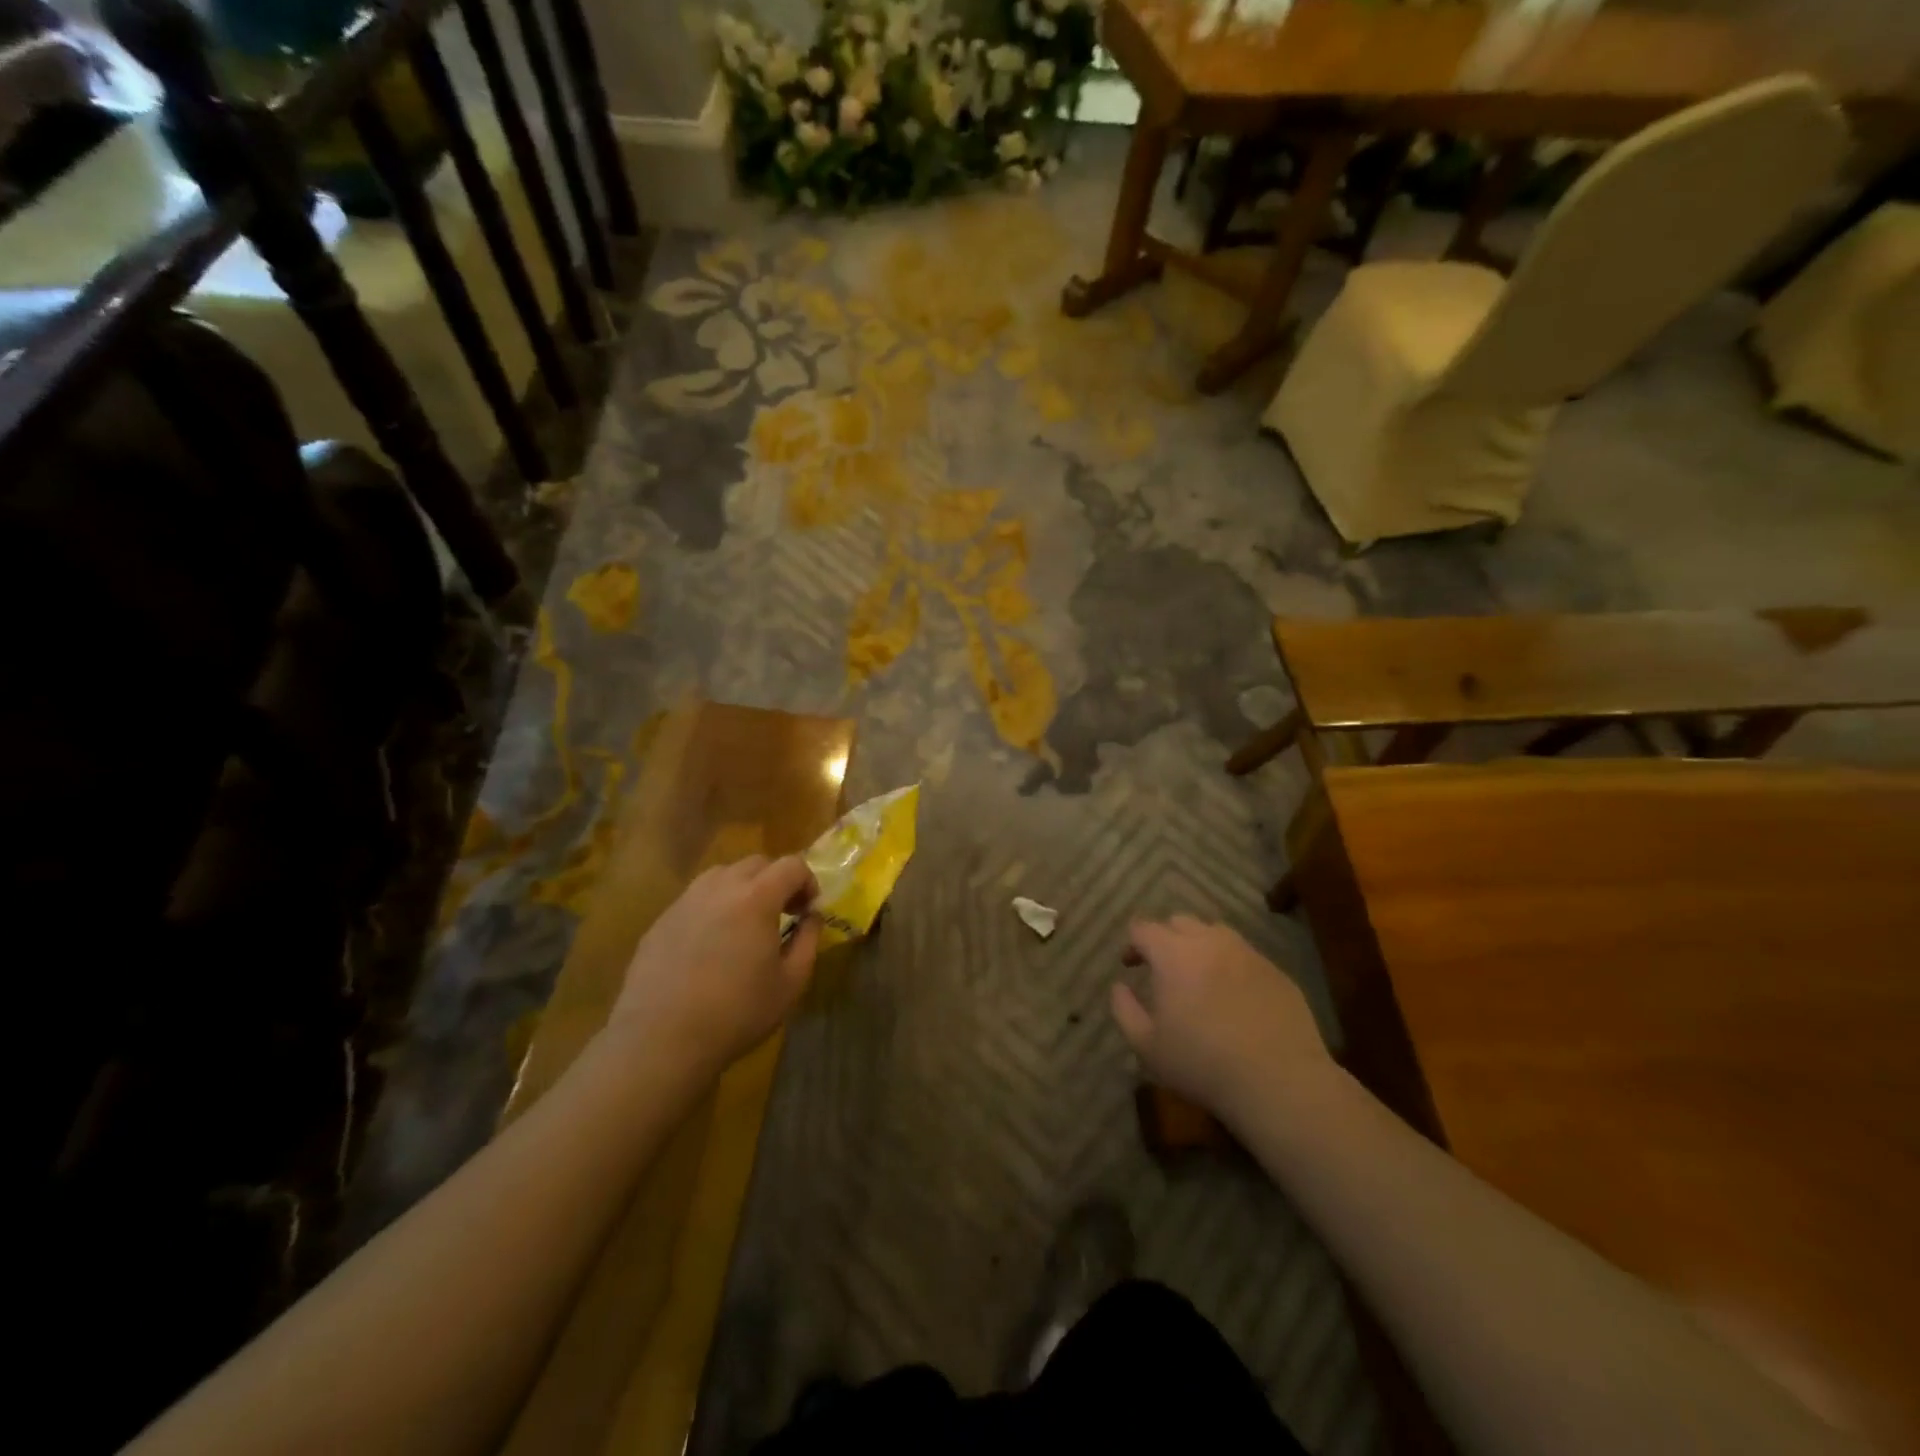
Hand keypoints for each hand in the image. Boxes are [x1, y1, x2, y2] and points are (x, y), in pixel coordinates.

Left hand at [609, 855, 819, 1080]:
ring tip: (745, 924)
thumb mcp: (791, 983)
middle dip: (776, 880)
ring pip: (722, 875)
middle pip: (756, 863)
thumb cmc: (737, 1013)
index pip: (792, 865)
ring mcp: (685, 901)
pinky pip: (695, 899)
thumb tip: (812, 916)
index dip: (808, 882)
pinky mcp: (660, 921)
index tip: (808, 910)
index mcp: (756, 897)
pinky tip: (710, 945)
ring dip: (742, 888)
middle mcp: (720, 887)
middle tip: (782, 913)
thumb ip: (808, 940)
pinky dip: (713, 908)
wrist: (660, 1040)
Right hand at [1111, 916, 1334, 1126]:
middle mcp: (1210, 942)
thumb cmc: (1203, 1064)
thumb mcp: (1147, 1046)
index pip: (1144, 928)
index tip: (1130, 965)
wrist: (1279, 1082)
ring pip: (1216, 933)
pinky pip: (1245, 955)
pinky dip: (1230, 965)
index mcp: (1174, 954)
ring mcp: (1247, 954)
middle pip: (1180, 922)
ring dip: (1200, 945)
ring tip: (1199, 976)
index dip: (1133, 943)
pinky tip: (1233, 996)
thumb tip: (1118, 986)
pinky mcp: (1276, 971)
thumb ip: (1124, 1010)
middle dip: (1165, 938)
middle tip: (1162, 968)